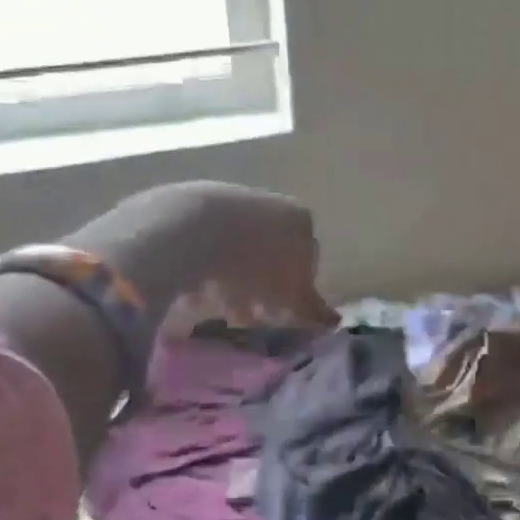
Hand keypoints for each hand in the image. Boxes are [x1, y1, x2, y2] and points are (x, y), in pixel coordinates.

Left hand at [68, 182, 335, 328]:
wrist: (186, 231)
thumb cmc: (253, 266)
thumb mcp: (290, 296)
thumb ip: (313, 309)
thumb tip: (332, 320)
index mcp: (299, 219)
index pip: (307, 260)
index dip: (294, 292)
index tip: (277, 315)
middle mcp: (269, 203)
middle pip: (270, 254)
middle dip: (260, 288)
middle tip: (246, 317)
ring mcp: (228, 199)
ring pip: (235, 249)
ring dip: (230, 281)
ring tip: (214, 309)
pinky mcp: (188, 204)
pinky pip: (202, 243)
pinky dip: (201, 268)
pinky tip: (190, 291)